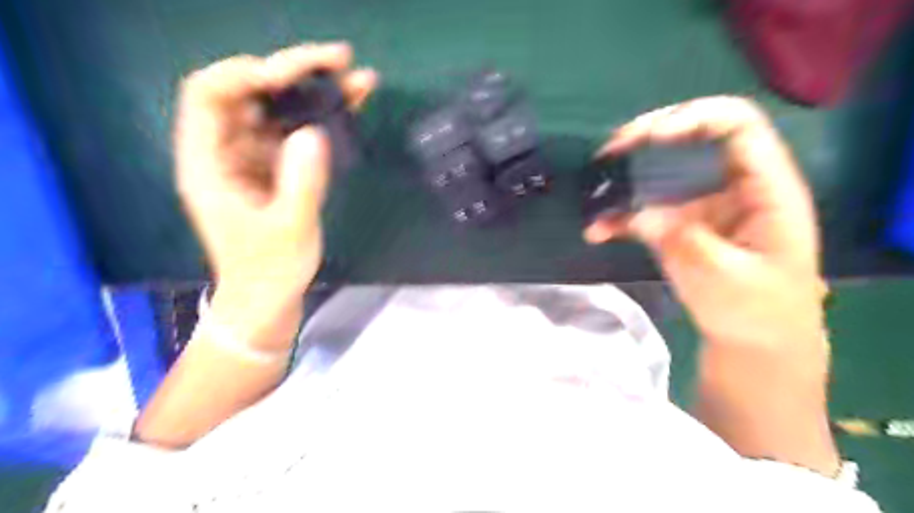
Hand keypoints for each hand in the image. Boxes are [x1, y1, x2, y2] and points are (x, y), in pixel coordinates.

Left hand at [177, 43, 375, 298]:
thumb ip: (300, 182)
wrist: (269, 299)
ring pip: (279, 110)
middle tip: (340, 60)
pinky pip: (296, 132)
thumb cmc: (269, 270)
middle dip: (292, 72)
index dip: (245, 73)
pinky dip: (322, 118)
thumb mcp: (288, 229)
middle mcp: (226, 151)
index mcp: (208, 163)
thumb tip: (313, 132)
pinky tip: (350, 107)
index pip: (209, 94)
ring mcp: (254, 159)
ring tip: (357, 79)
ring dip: (315, 92)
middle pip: (250, 92)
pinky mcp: (277, 169)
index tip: (291, 75)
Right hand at [584, 96, 829, 352]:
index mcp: (764, 189)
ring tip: (596, 185)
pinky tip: (599, 229)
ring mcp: (706, 205)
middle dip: (650, 138)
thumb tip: (639, 214)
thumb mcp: (723, 278)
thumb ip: (682, 240)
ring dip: (629, 176)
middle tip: (613, 149)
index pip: (738, 126)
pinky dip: (623, 215)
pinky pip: (650, 208)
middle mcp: (735, 186)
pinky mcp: (684, 226)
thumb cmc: (756, 313)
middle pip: (695, 138)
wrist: (755, 346)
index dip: (695, 118)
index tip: (650, 137)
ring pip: (666, 172)